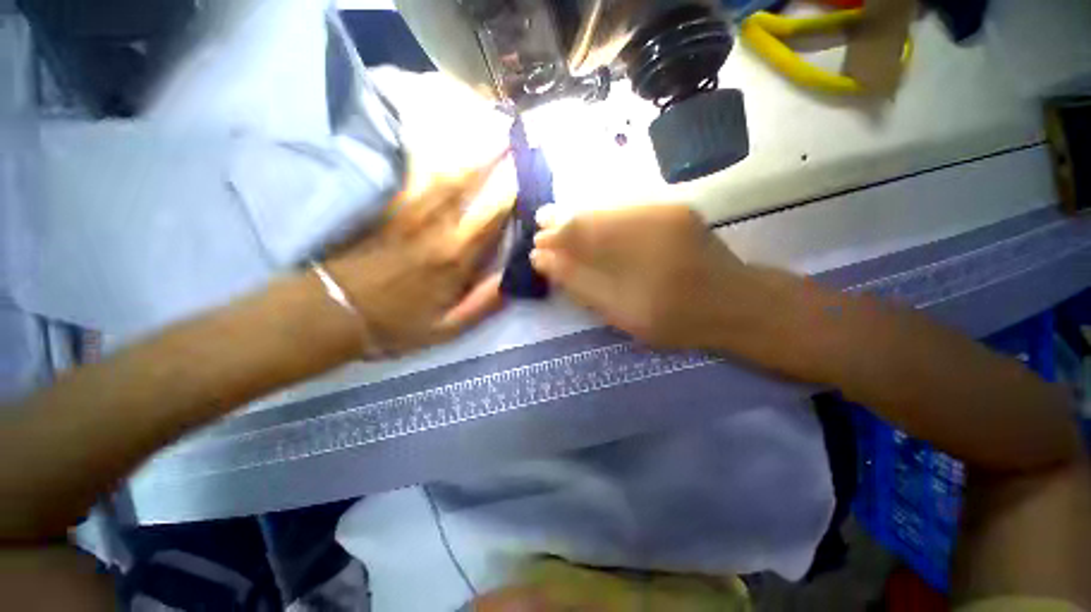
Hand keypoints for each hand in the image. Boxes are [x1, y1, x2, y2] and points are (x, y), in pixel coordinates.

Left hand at [324, 152, 516, 356]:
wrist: (335, 310)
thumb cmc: (397, 323)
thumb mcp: (448, 328)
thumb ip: (484, 304)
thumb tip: (514, 279)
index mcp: (456, 257)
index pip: (494, 215)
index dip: (514, 190)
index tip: (529, 170)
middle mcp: (438, 227)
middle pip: (472, 184)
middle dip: (496, 157)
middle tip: (514, 133)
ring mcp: (409, 211)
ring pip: (444, 170)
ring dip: (468, 146)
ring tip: (487, 125)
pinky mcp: (387, 205)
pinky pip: (412, 171)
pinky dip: (429, 150)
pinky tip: (442, 137)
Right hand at [531, 204, 767, 350]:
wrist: (734, 303)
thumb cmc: (675, 317)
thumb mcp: (621, 311)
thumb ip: (580, 283)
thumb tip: (542, 260)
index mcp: (635, 246)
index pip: (580, 232)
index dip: (554, 237)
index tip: (536, 245)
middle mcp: (648, 217)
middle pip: (592, 213)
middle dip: (563, 221)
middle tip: (542, 228)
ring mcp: (663, 209)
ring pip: (608, 208)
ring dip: (580, 218)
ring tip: (558, 223)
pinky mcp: (672, 209)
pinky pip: (625, 209)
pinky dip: (602, 218)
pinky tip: (590, 225)